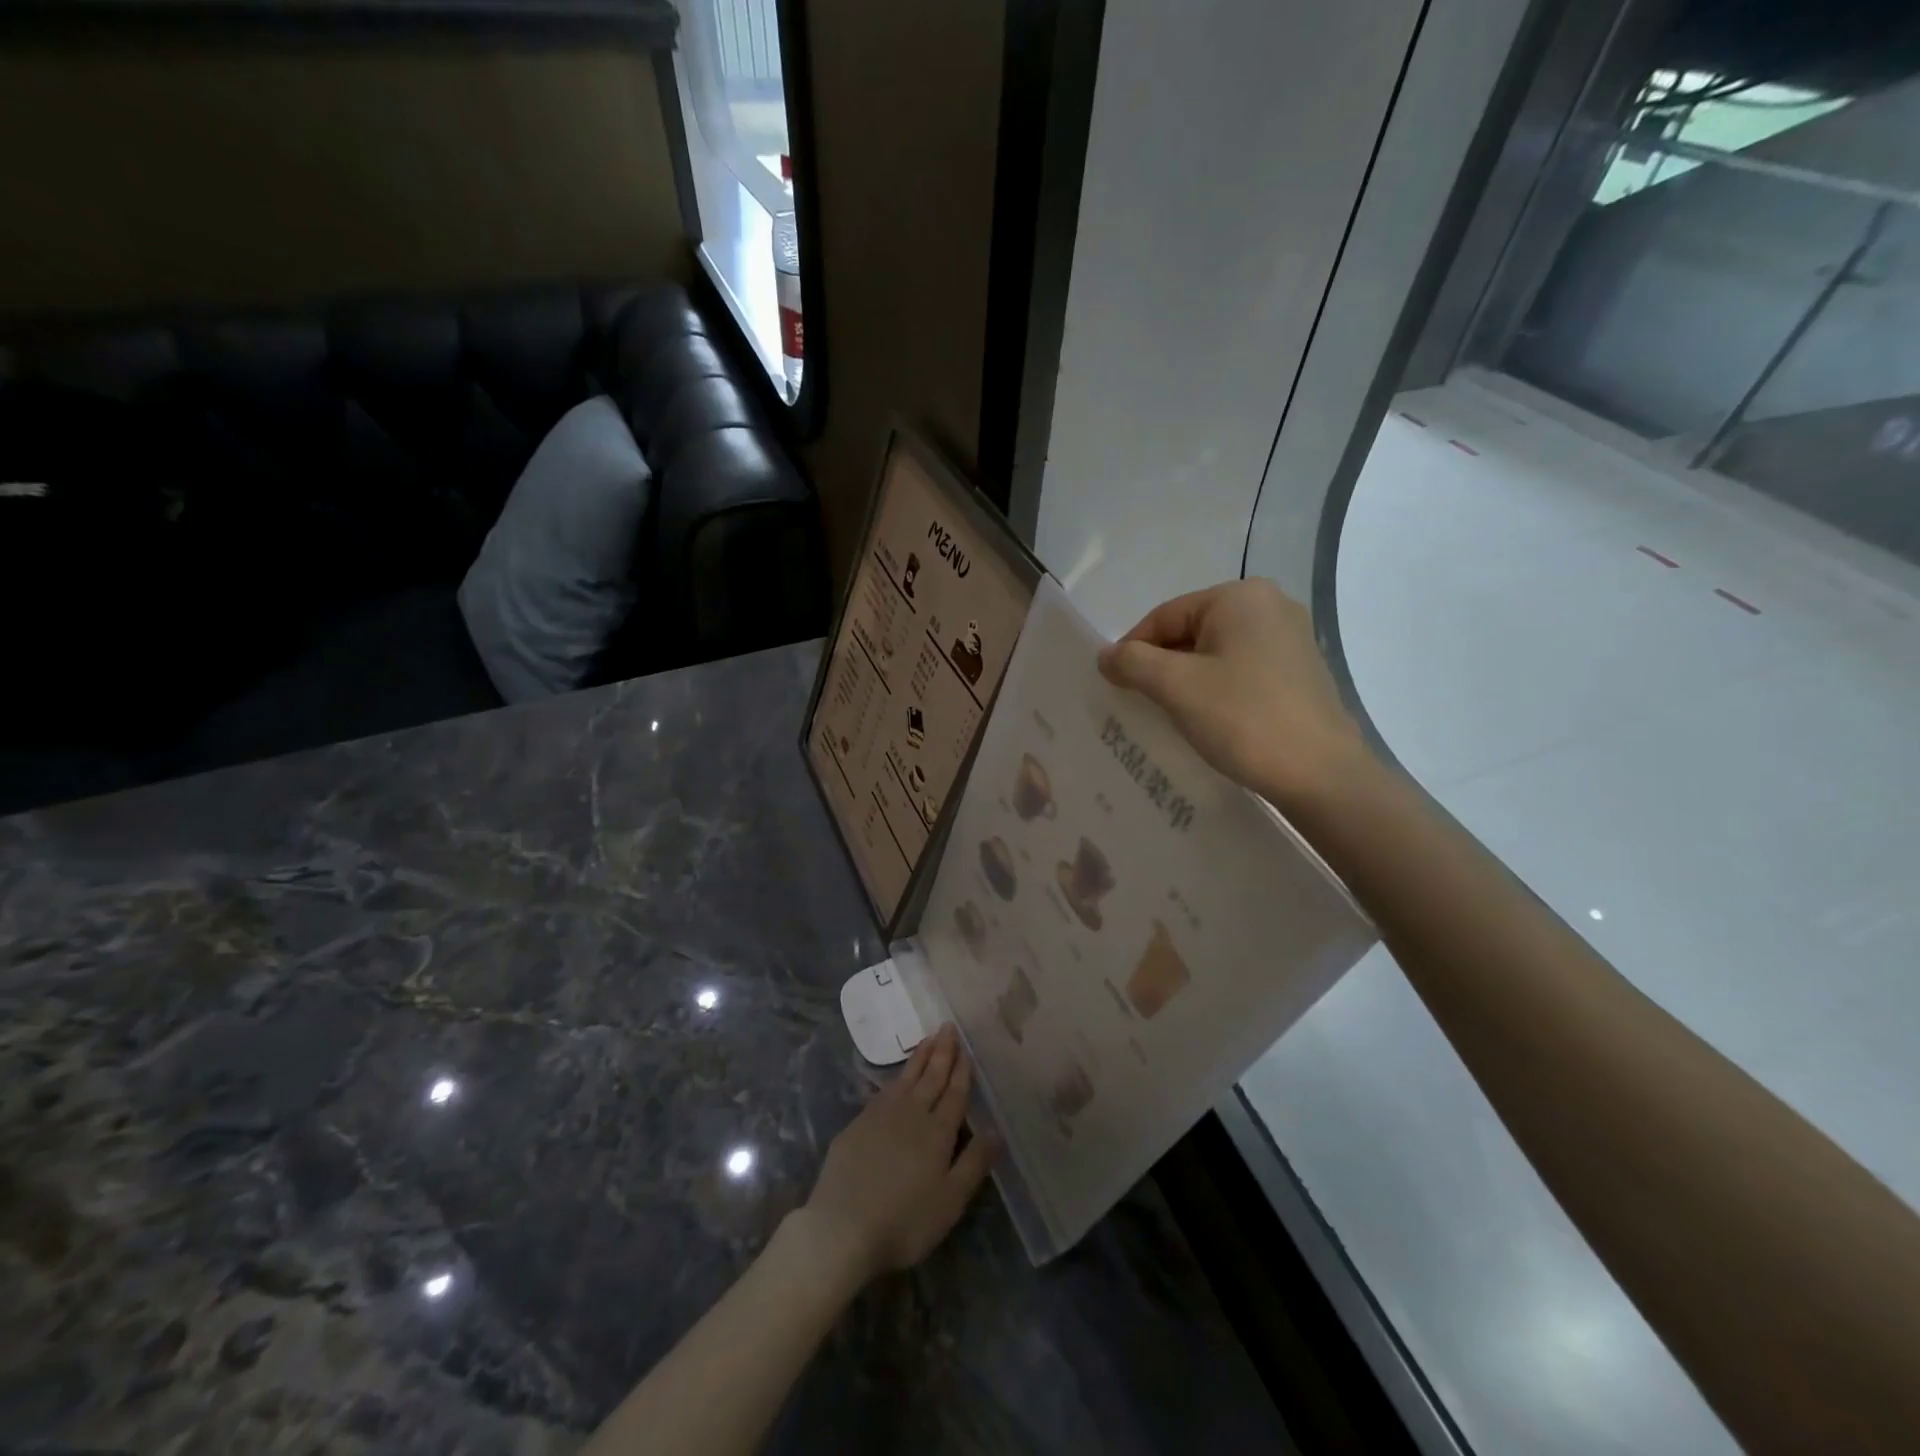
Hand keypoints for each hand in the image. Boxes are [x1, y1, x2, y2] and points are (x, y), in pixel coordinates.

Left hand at [796, 1025, 998, 1285]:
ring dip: (919, 1057)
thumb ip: (975, 1163)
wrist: (842, 1228)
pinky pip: (883, 1091)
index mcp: (937, 1132)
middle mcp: (911, 1114)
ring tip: (928, 1039)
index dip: (962, 1071)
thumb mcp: (950, 1201)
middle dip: (942, 1052)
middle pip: (931, 1077)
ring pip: (906, 1078)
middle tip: (948, 1027)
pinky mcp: (856, 1125)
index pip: (954, 1093)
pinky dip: (896, 1078)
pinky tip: (897, 1078)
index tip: (966, 1048)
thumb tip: (997, 1131)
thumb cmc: (905, 1221)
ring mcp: (880, 1116)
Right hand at [1099, 578, 1367, 811]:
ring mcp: (1289, 639)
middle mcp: (1269, 606)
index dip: (1132, 650)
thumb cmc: (1244, 719)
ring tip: (1169, 716)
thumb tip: (1106, 656)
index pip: (1164, 616)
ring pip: (1214, 654)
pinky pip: (1239, 671)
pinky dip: (1215, 691)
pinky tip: (1207, 721)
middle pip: (1190, 632)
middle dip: (1160, 667)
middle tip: (1138, 704)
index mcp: (1240, 597)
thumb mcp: (1176, 687)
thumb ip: (1132, 663)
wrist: (1321, 775)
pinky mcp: (1298, 673)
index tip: (1114, 687)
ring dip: (1185, 682)